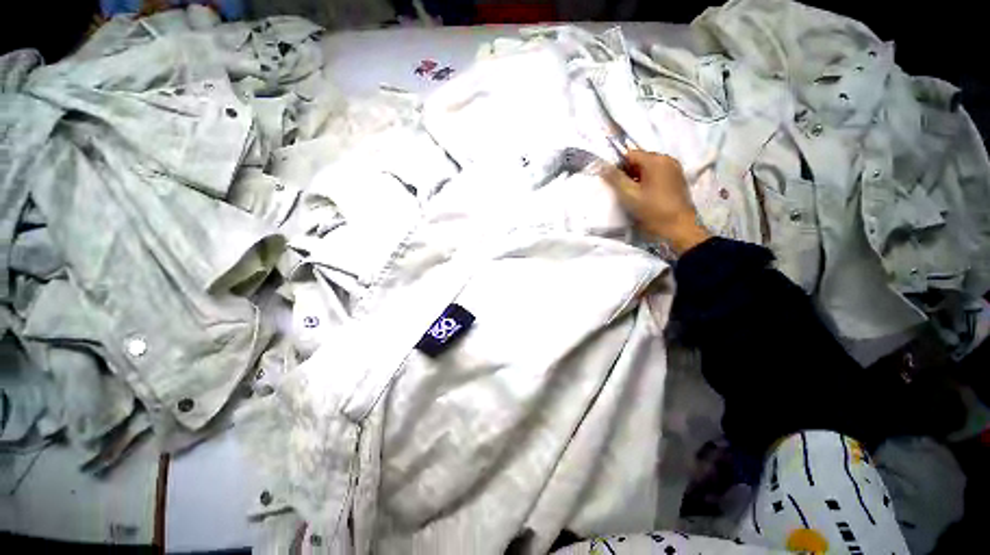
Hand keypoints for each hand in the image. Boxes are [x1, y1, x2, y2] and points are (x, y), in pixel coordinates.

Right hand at [601, 150, 710, 254]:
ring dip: (638, 177)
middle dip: (629, 172)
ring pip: (649, 167)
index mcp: (656, 160)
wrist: (678, 226)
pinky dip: (648, 181)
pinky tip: (645, 195)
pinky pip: (658, 174)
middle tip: (623, 190)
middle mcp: (667, 159)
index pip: (630, 154)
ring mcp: (675, 168)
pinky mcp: (677, 179)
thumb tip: (602, 165)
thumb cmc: (652, 210)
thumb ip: (615, 178)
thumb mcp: (629, 195)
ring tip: (633, 194)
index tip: (614, 182)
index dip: (618, 166)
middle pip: (640, 160)